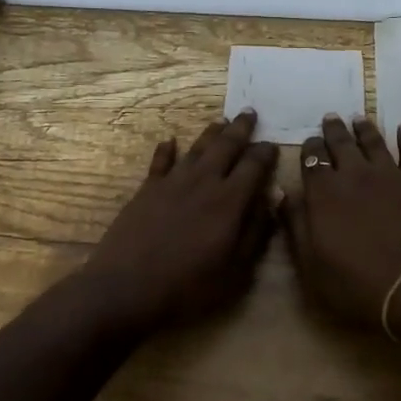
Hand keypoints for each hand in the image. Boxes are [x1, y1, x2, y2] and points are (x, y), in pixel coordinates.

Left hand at [79, 110, 278, 329]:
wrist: (126, 288)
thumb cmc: (188, 286)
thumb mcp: (235, 270)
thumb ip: (256, 232)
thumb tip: (272, 199)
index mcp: (229, 201)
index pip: (254, 166)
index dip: (265, 153)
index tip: (273, 144)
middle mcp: (203, 182)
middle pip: (226, 146)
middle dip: (240, 128)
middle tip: (250, 113)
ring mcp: (172, 183)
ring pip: (196, 148)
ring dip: (211, 133)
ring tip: (222, 121)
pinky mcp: (146, 190)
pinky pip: (160, 161)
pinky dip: (166, 149)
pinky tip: (170, 140)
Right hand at [281, 115, 400, 330]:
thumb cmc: (356, 283)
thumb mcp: (311, 263)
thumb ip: (296, 225)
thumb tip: (283, 193)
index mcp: (324, 193)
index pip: (312, 159)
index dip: (310, 148)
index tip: (309, 142)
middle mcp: (354, 174)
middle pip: (341, 143)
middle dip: (333, 130)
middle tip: (330, 118)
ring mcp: (389, 175)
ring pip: (373, 141)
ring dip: (364, 128)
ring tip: (358, 119)